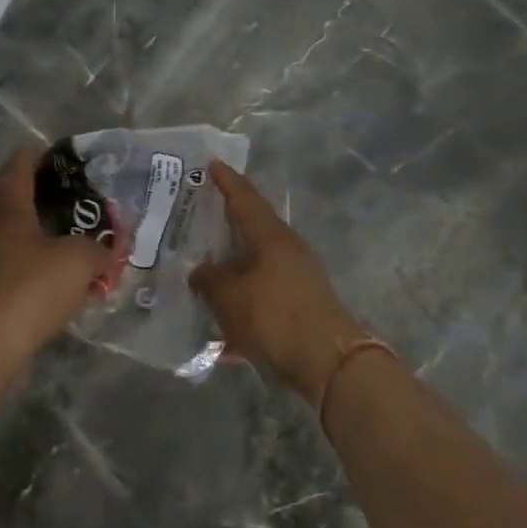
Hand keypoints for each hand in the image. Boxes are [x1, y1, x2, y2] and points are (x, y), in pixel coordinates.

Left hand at [0, 147, 109, 359]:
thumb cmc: (32, 288)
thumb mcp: (79, 260)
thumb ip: (97, 249)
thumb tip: (106, 252)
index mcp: (7, 211)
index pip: (16, 170)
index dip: (30, 157)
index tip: (42, 149)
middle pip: (6, 202)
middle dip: (30, 196)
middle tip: (59, 195)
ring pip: (6, 239)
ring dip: (30, 236)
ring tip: (59, 239)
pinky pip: (7, 272)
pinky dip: (28, 270)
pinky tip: (49, 283)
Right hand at [189, 162, 366, 399]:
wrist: (327, 363)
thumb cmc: (275, 315)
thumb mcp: (230, 295)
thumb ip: (209, 280)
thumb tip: (200, 273)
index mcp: (272, 237)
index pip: (245, 199)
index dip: (227, 182)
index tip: (213, 164)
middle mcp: (287, 252)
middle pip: (251, 232)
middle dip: (226, 228)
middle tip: (198, 218)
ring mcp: (296, 282)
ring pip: (254, 270)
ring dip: (230, 273)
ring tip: (200, 277)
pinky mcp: (298, 311)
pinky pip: (260, 303)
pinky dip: (240, 311)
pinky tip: (218, 335)